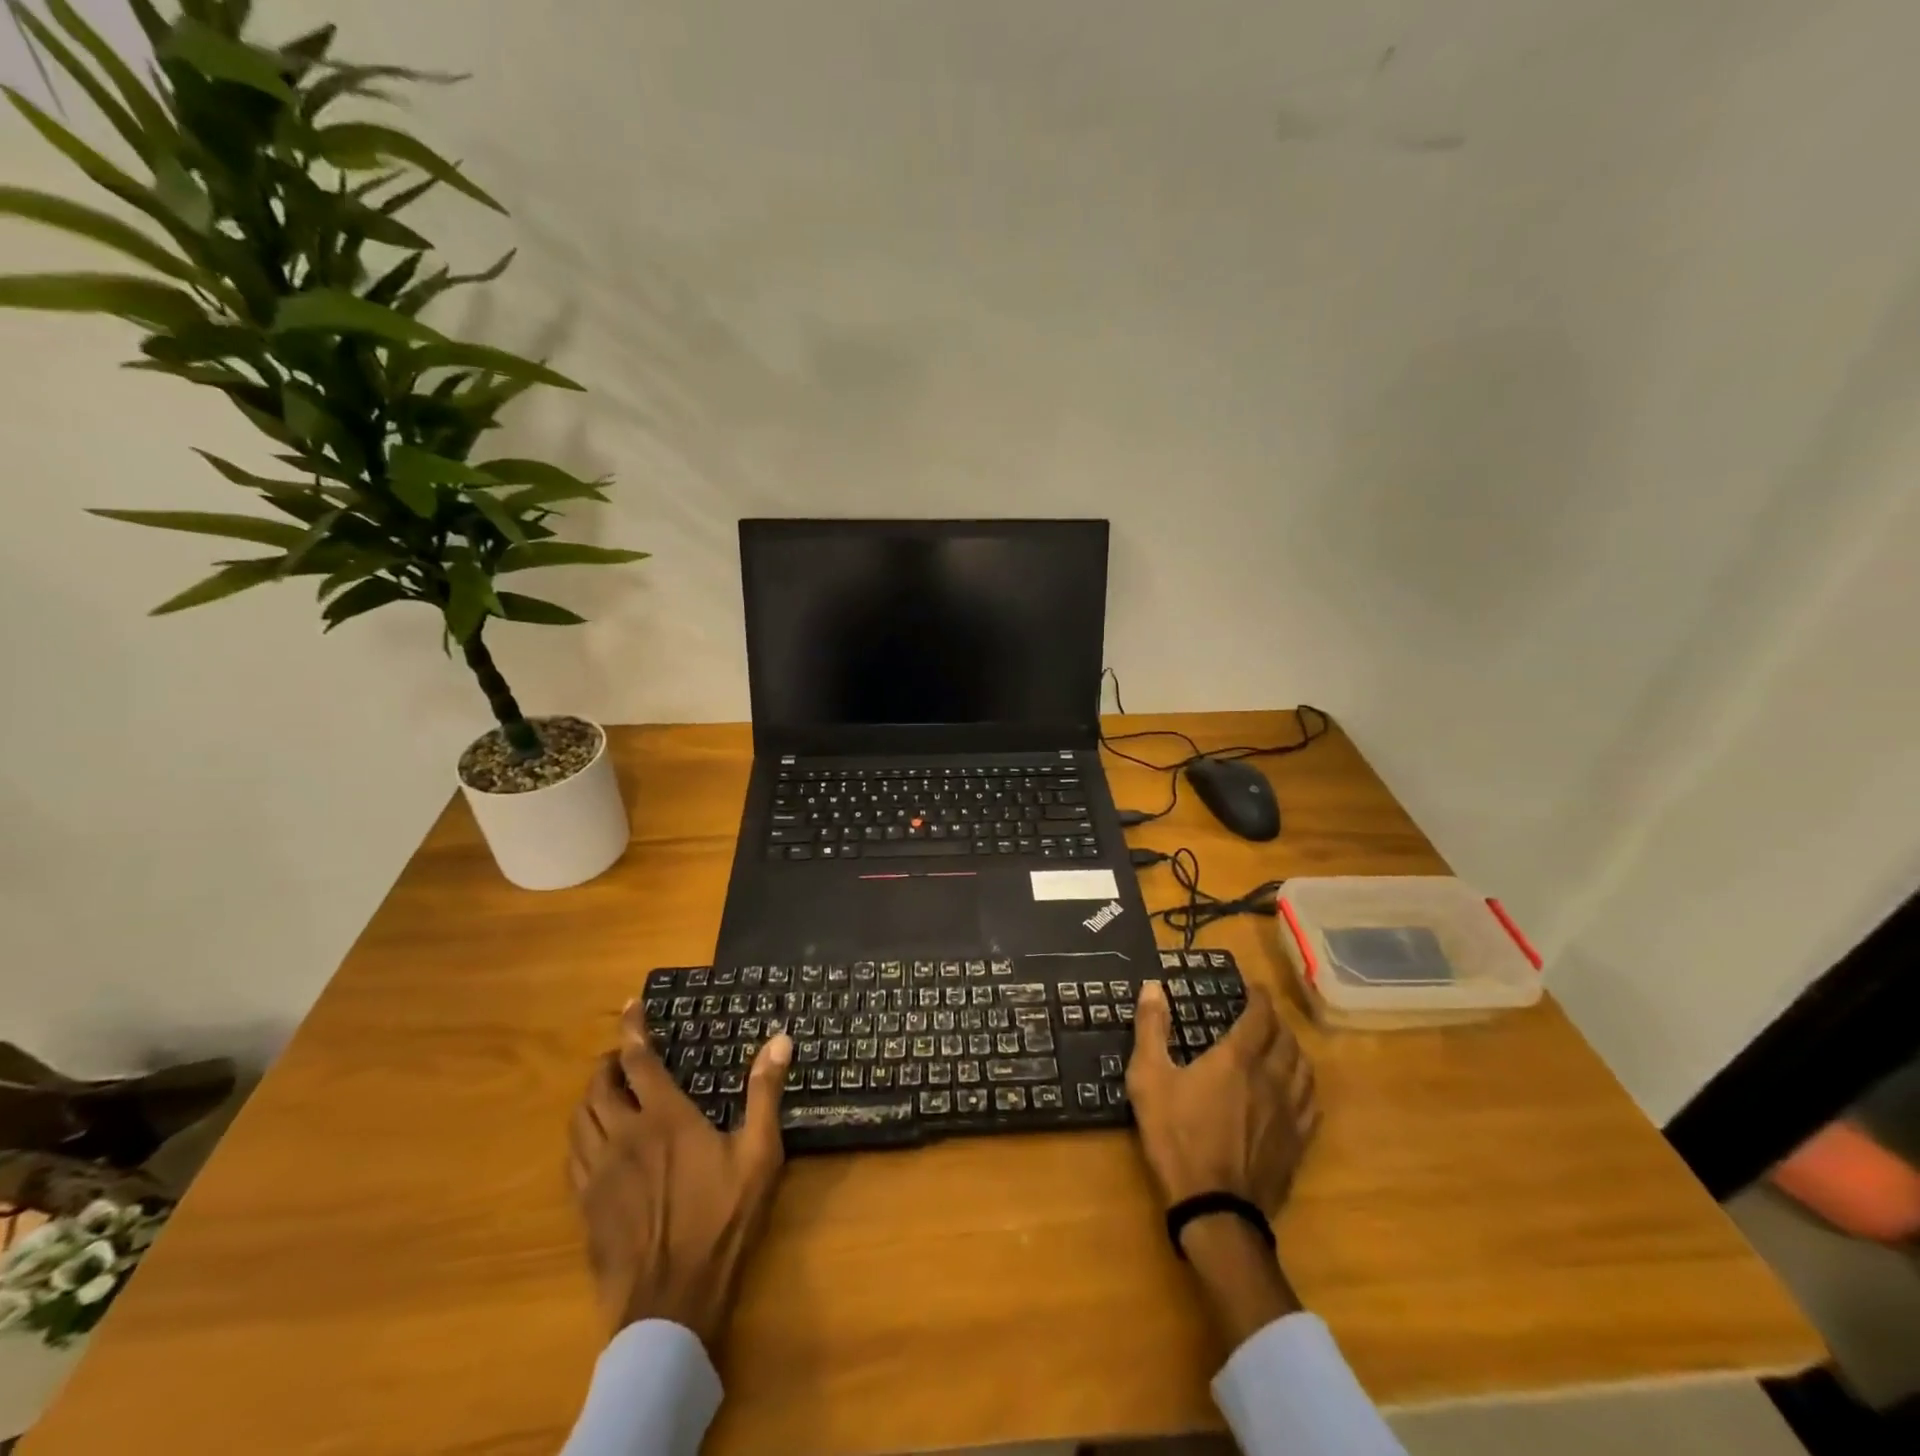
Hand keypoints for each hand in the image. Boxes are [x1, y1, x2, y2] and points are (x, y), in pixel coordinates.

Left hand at [567, 1005, 792, 1352]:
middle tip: (625, 1056)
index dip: (633, 1029)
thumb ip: (764, 1094)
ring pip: (579, 1118)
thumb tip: (780, 1040)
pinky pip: (573, 1155)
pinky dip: (581, 1133)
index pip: (639, 1060)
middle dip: (609, 1062)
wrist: (670, 1300)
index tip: (630, 1005)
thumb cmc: (721, 1220)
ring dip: (591, 1095)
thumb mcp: (758, 1155)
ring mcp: (598, 1172)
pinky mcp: (585, 1204)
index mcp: (664, 1118)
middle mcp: (623, 1135)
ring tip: (608, 1091)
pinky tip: (595, 1141)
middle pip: (599, 1086)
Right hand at [1126, 980, 1319, 1345]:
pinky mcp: (1297, 1143)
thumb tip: (1153, 986)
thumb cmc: (1176, 1136)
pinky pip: (1312, 1105)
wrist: (1214, 1208)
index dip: (1259, 997)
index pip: (1259, 1016)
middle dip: (1276, 1021)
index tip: (1253, 987)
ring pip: (1305, 1070)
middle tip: (1263, 1014)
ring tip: (1282, 1046)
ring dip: (1295, 1050)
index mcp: (1237, 1059)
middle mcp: (1271, 1078)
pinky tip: (1297, 1091)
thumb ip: (1151, 1028)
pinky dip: (1306, 1087)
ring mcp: (1289, 1113)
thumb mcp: (1149, 1078)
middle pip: (1286, 1040)